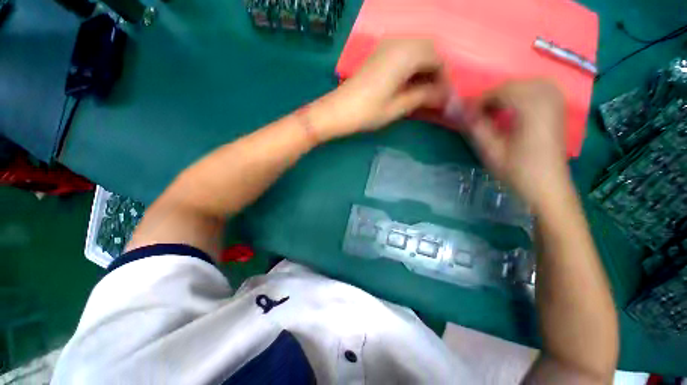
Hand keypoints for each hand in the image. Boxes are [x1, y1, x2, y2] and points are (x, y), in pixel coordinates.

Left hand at [313, 39, 449, 138]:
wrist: (338, 110)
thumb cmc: (367, 112)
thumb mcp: (398, 107)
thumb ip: (423, 97)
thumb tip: (443, 96)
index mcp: (406, 54)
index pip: (438, 59)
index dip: (444, 78)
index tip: (443, 97)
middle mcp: (399, 42)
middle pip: (429, 49)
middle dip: (436, 70)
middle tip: (434, 94)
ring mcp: (386, 45)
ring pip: (417, 49)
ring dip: (425, 66)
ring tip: (423, 90)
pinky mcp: (379, 52)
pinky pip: (404, 51)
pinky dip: (412, 64)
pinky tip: (409, 81)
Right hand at [468, 79, 570, 209]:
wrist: (548, 187)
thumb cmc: (518, 172)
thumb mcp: (491, 151)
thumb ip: (475, 127)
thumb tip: (457, 110)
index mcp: (532, 111)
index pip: (501, 92)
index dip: (480, 101)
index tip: (467, 116)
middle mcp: (548, 100)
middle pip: (515, 84)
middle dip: (493, 96)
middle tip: (479, 115)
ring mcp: (557, 104)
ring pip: (529, 83)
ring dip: (508, 93)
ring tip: (495, 111)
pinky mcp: (559, 110)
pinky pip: (541, 89)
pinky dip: (524, 94)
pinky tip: (515, 108)